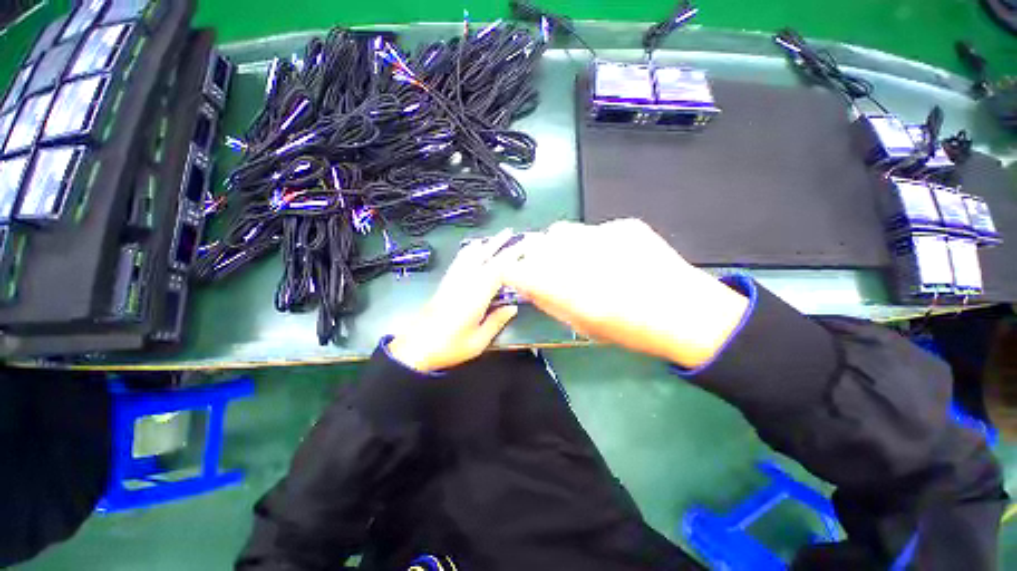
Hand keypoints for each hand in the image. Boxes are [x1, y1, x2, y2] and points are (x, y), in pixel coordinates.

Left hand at [387, 230, 518, 372]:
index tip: (524, 246)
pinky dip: (468, 251)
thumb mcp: (478, 341)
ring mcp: (453, 280)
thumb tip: (513, 307)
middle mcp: (464, 282)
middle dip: (499, 243)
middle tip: (512, 232)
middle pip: (484, 257)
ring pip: (470, 255)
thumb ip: (496, 321)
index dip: (511, 256)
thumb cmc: (450, 347)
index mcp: (476, 296)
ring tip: (495, 237)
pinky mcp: (445, 283)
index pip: (497, 269)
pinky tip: (472, 248)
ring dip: (484, 244)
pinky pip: (458, 261)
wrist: (416, 348)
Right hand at [500, 219, 748, 368]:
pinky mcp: (625, 225)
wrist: (689, 313)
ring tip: (580, 260)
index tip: (514, 276)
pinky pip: (592, 230)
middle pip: (537, 244)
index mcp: (571, 291)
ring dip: (560, 246)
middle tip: (549, 270)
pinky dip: (591, 243)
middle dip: (534, 257)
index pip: (518, 270)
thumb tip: (526, 285)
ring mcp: (605, 236)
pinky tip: (612, 257)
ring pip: (561, 231)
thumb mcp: (582, 326)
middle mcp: (583, 258)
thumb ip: (548, 302)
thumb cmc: (632, 330)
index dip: (511, 271)